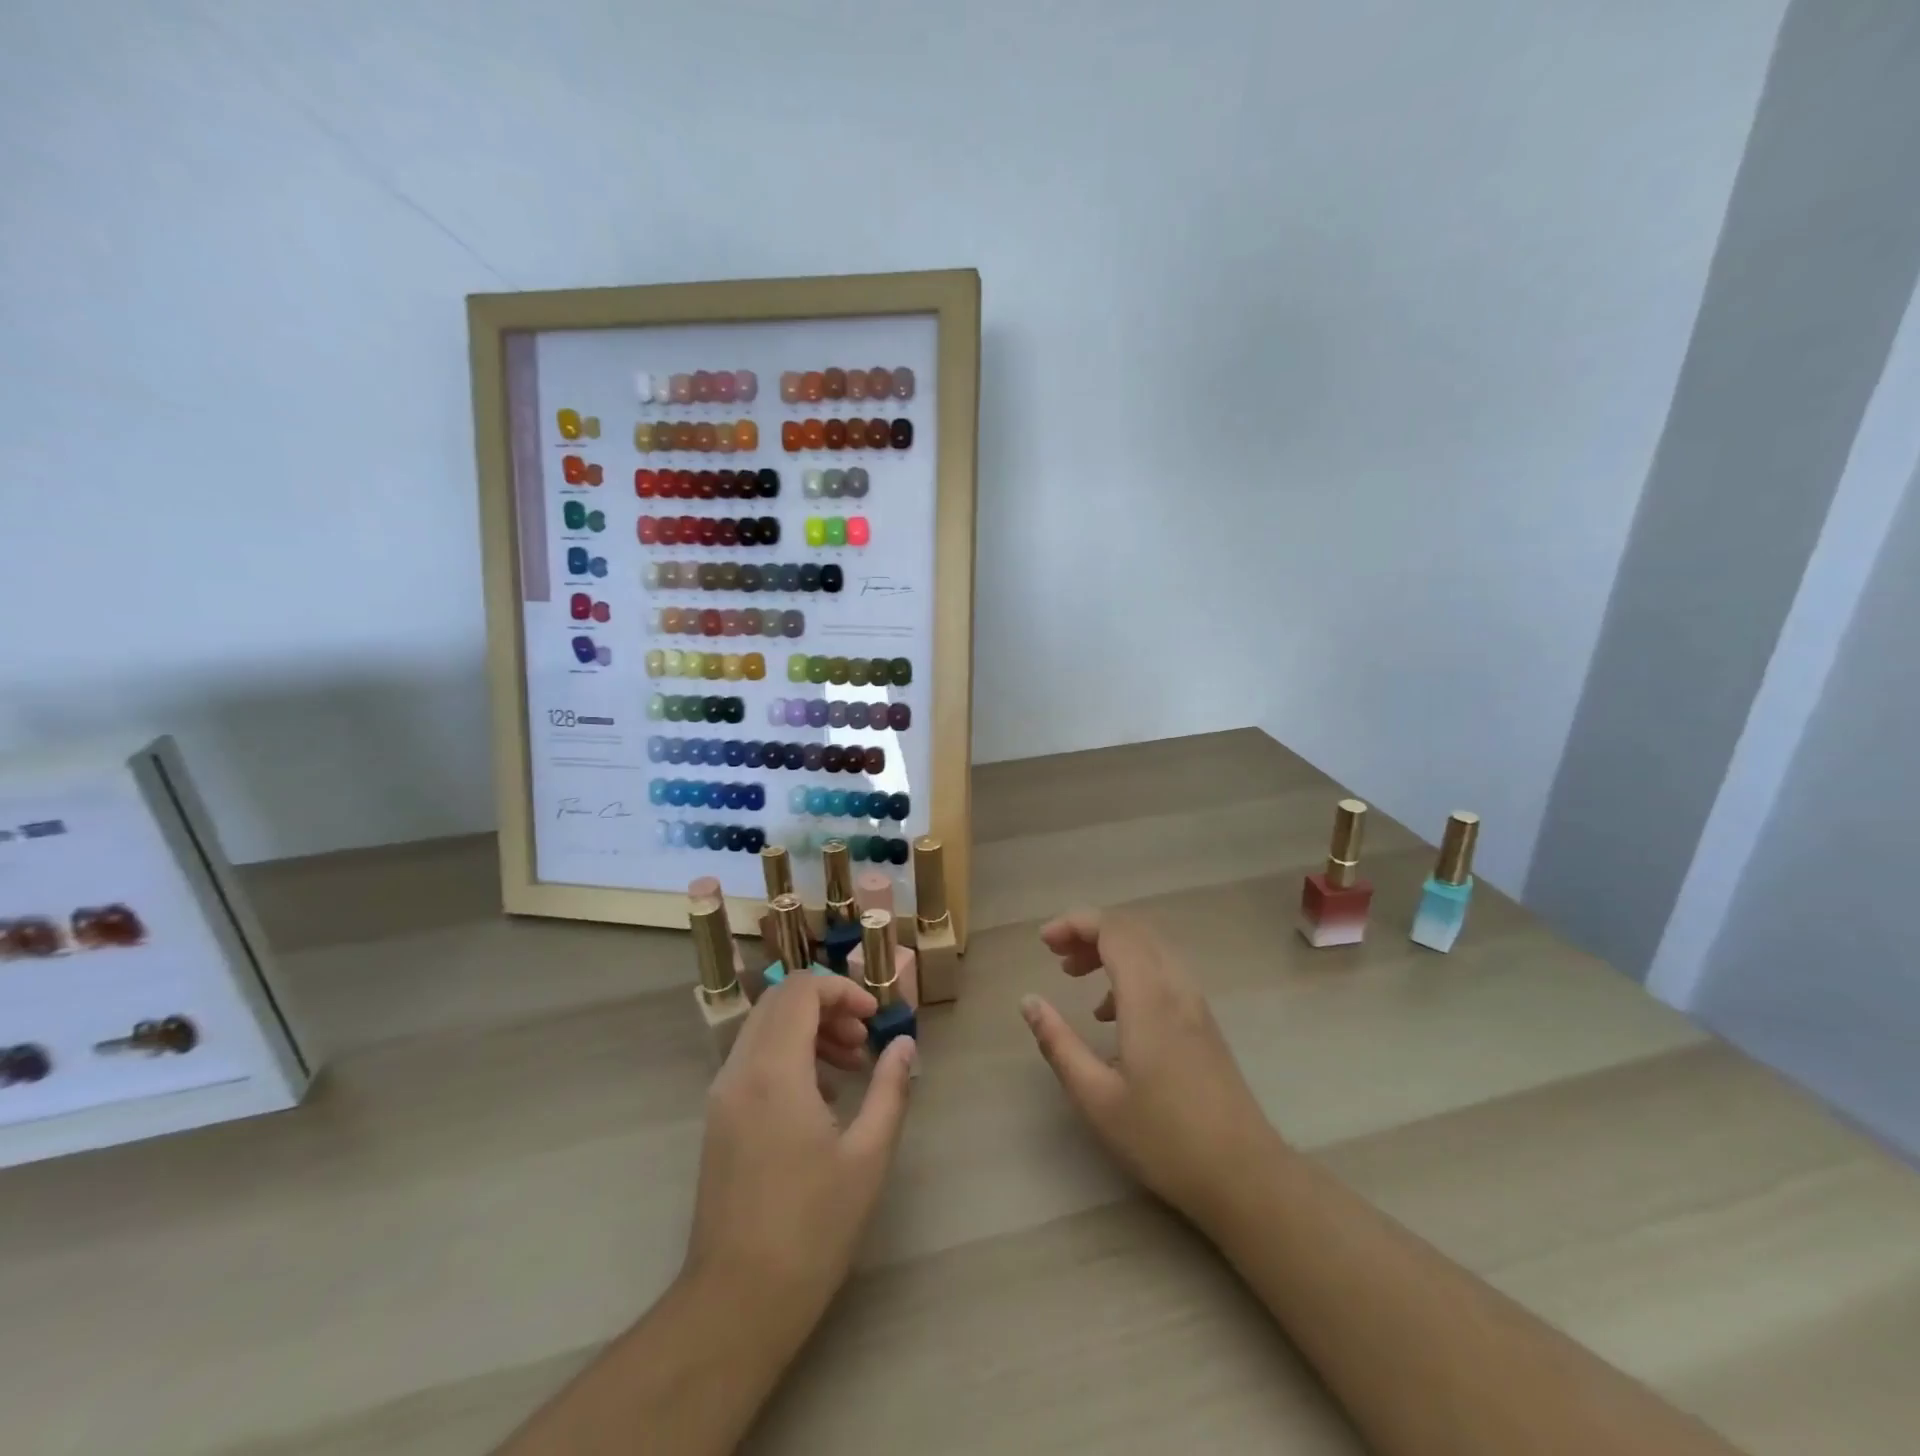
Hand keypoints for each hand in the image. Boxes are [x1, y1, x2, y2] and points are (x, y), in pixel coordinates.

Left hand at [684, 975, 915, 1329]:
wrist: (736, 1302)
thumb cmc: (811, 1228)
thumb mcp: (868, 1156)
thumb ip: (890, 1088)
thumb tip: (904, 1044)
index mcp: (774, 1071)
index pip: (800, 990)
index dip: (842, 989)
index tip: (874, 1018)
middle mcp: (740, 1071)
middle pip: (779, 1001)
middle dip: (826, 1005)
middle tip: (863, 1038)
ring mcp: (722, 1095)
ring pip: (763, 1028)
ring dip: (807, 1029)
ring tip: (849, 1066)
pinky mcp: (718, 1119)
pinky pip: (753, 1059)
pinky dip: (787, 1055)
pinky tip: (821, 1097)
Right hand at [1020, 908, 1277, 1223]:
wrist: (1245, 1176)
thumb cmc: (1164, 1140)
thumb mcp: (1096, 1098)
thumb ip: (1058, 1043)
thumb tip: (1029, 1001)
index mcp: (1149, 999)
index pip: (1114, 930)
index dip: (1075, 923)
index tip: (1043, 943)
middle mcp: (1176, 987)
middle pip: (1133, 930)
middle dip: (1089, 930)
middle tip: (1055, 954)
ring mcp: (1195, 1002)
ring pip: (1150, 946)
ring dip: (1110, 947)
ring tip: (1074, 974)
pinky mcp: (1203, 1020)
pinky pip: (1163, 969)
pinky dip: (1131, 968)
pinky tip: (1111, 1012)